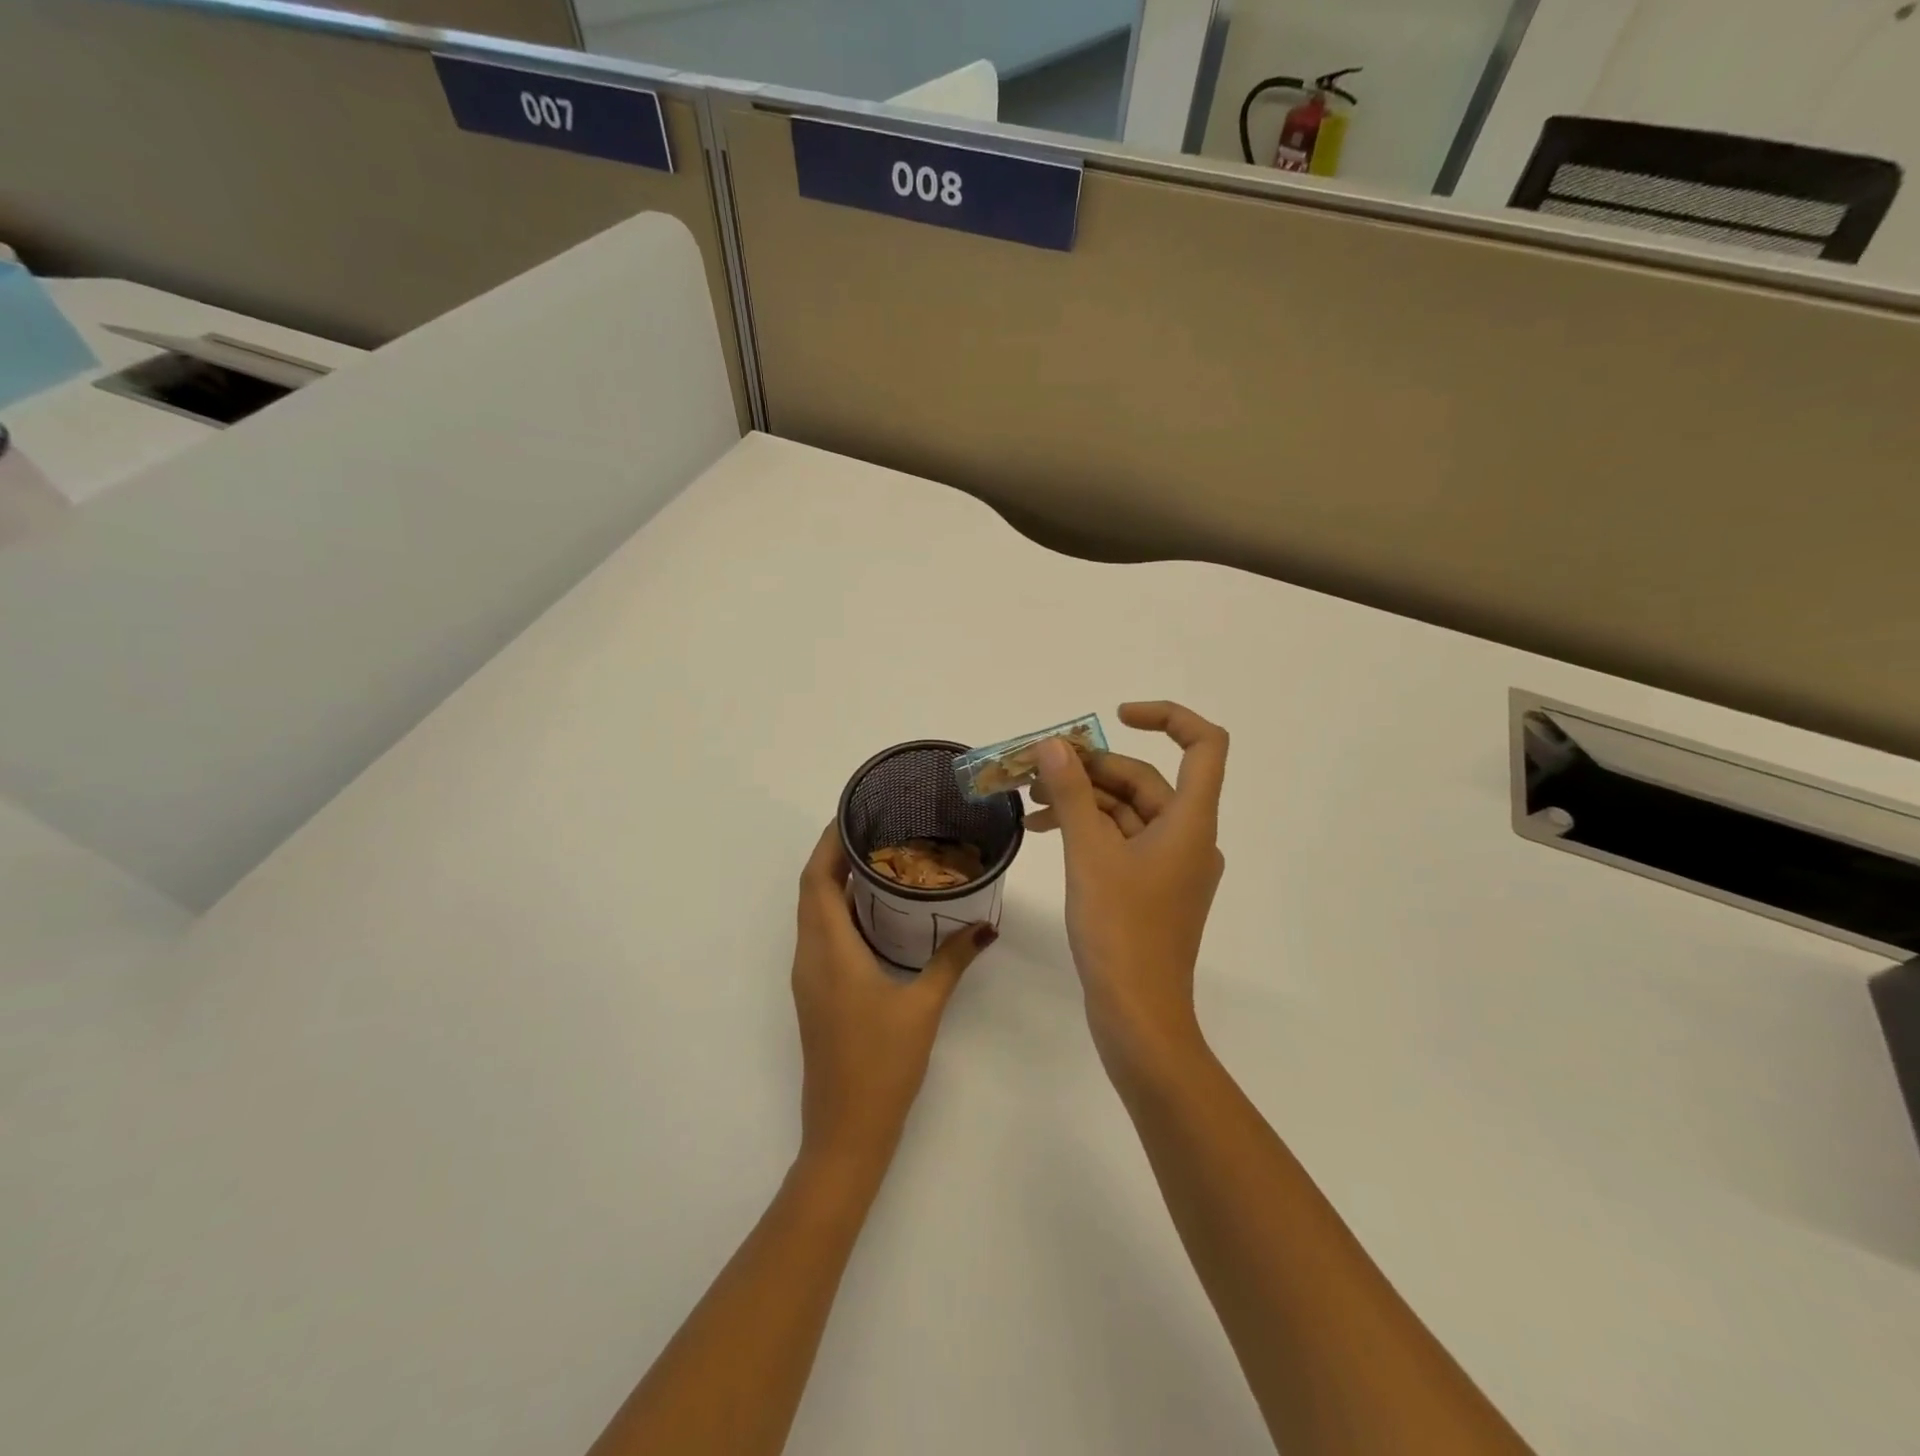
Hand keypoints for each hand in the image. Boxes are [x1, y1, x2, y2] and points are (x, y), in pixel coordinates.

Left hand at [791, 824, 994, 1174]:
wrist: (846, 1131)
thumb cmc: (881, 1065)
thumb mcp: (924, 1007)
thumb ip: (953, 960)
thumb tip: (985, 925)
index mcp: (829, 952)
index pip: (816, 880)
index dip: (828, 843)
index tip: (852, 813)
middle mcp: (810, 957)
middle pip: (811, 890)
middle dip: (834, 855)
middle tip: (874, 828)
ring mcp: (810, 977)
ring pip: (814, 913)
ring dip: (835, 882)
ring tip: (878, 859)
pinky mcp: (817, 993)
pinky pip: (821, 935)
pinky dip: (840, 911)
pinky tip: (876, 910)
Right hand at [1027, 702, 1228, 1073]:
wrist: (1137, 1016)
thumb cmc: (1120, 931)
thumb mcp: (1089, 854)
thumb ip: (1072, 793)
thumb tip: (1054, 745)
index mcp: (1191, 822)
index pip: (1204, 746)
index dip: (1166, 718)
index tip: (1115, 717)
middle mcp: (1189, 837)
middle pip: (1146, 780)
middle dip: (1091, 768)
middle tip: (1035, 768)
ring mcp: (1171, 866)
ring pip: (1128, 812)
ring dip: (1082, 799)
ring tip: (1029, 800)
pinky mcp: (1152, 889)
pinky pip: (1122, 842)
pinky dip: (1088, 829)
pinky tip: (1046, 831)